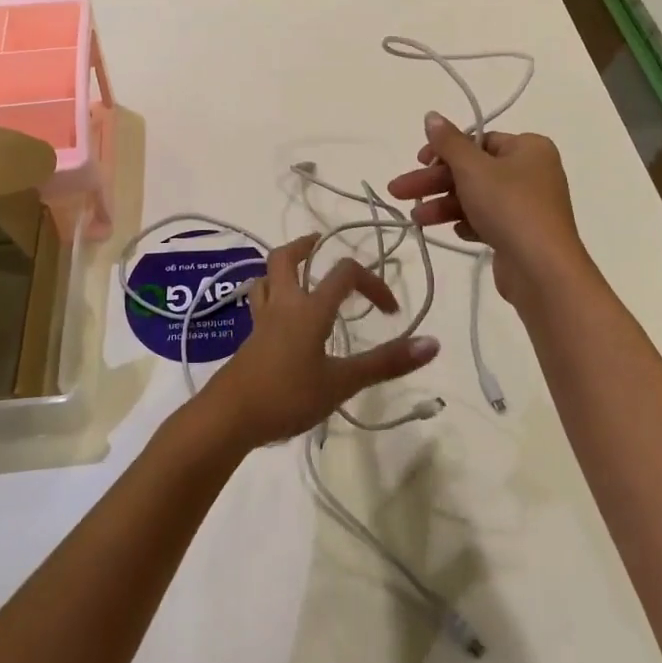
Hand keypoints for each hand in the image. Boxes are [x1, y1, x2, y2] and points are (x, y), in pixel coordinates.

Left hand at [200, 233, 439, 448]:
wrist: (229, 416)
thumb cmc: (287, 395)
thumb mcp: (342, 382)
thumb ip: (385, 363)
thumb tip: (432, 343)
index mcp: (309, 308)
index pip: (344, 274)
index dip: (372, 283)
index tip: (390, 311)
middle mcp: (283, 304)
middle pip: (284, 259)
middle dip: (305, 247)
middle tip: (321, 246)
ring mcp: (261, 321)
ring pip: (266, 278)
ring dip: (283, 270)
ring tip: (301, 276)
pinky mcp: (249, 339)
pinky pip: (260, 303)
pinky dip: (272, 297)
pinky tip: (282, 318)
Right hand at [386, 113, 591, 308]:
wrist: (541, 269)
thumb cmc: (509, 206)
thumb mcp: (472, 168)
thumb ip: (448, 142)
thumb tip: (431, 116)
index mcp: (529, 148)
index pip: (478, 140)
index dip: (445, 150)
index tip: (419, 161)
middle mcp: (532, 172)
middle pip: (473, 170)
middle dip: (435, 181)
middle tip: (399, 191)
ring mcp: (528, 205)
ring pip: (476, 197)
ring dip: (444, 204)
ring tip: (416, 219)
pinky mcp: (521, 234)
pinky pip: (488, 220)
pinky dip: (467, 223)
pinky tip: (453, 231)